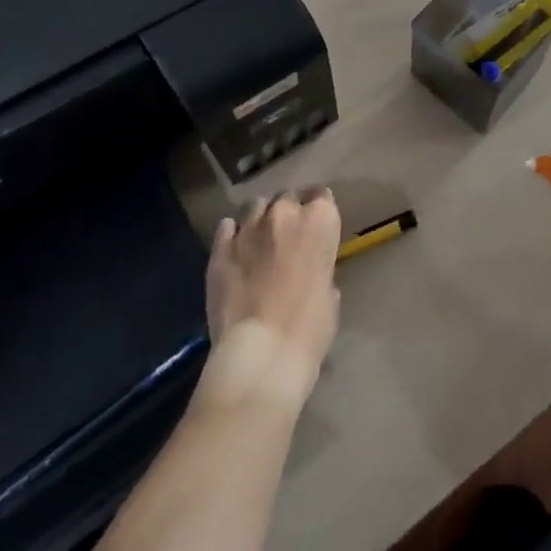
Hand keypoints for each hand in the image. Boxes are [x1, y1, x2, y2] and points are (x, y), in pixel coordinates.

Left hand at [204, 190, 341, 408]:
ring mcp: (249, 227)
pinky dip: (233, 234)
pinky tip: (236, 252)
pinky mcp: (220, 248)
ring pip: (256, 206)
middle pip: (288, 198)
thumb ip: (320, 267)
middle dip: (289, 213)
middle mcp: (285, 212)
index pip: (322, 196)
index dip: (318, 212)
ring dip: (261, 219)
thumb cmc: (309, 328)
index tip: (316, 230)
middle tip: (288, 239)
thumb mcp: (330, 292)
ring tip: (259, 242)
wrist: (261, 354)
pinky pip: (227, 226)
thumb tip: (309, 269)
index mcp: (320, 220)